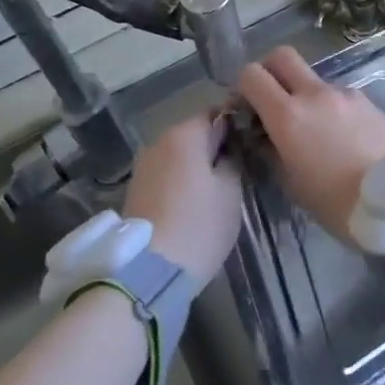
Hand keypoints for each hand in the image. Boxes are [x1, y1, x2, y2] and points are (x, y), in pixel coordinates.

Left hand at [123, 113, 242, 282]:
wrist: (148, 271)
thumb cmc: (199, 225)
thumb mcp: (230, 191)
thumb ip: (232, 159)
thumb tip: (228, 147)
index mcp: (184, 134)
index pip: (215, 113)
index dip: (235, 124)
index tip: (250, 142)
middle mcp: (158, 141)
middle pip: (194, 133)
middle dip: (214, 146)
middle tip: (237, 167)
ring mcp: (143, 166)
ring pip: (178, 155)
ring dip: (196, 165)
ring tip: (215, 189)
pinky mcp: (135, 190)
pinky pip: (165, 174)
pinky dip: (180, 181)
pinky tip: (193, 202)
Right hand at [236, 46, 384, 241]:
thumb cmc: (337, 204)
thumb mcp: (292, 185)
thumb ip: (272, 151)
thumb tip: (264, 135)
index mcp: (288, 115)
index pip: (252, 74)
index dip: (243, 86)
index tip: (246, 107)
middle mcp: (314, 94)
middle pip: (282, 56)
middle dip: (270, 70)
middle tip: (271, 99)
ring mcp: (344, 93)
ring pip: (313, 79)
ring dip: (304, 94)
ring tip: (314, 131)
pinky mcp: (368, 101)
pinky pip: (338, 95)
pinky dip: (330, 107)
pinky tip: (341, 138)